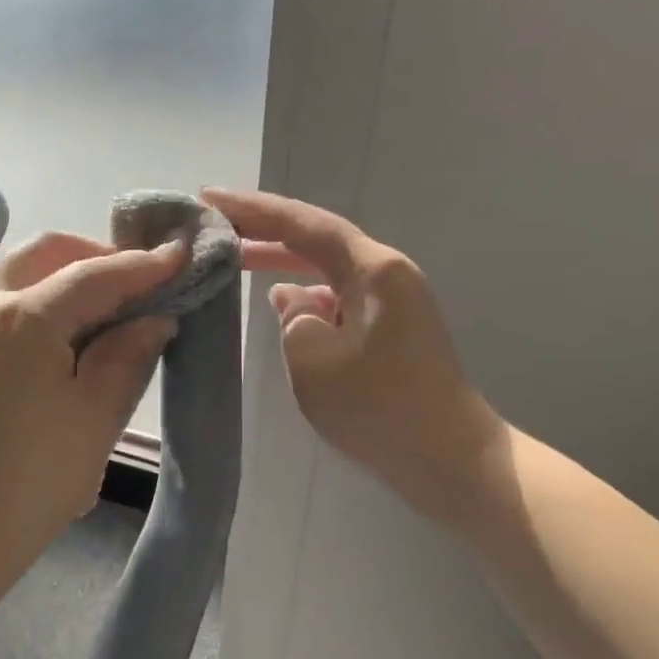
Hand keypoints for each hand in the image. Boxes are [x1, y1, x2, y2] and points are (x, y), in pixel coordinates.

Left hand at [0, 232, 183, 578]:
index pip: (94, 274)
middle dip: (97, 256)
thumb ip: (128, 355)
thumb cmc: (32, 478)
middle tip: (141, 281)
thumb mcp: (96, 416)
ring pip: (22, 272)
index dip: (143, 265)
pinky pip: (6, 302)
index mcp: (23, 317)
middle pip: (47, 253)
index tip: (182, 256)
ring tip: (113, 307)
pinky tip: (74, 333)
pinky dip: (44, 299)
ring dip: (68, 275)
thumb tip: (153, 318)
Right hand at [203, 188, 504, 526]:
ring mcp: (392, 302)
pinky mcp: (391, 329)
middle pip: (316, 240)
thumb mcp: (314, 362)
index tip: (208, 197)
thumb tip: (293, 298)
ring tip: (233, 260)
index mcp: (372, 270)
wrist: (451, 460)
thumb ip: (293, 319)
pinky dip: (305, 296)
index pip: (303, 224)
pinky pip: (338, 298)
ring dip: (282, 264)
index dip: (253, 209)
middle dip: (264, 232)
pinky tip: (279, 306)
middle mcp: (386, 274)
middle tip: (213, 227)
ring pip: (326, 270)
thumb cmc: (380, 410)